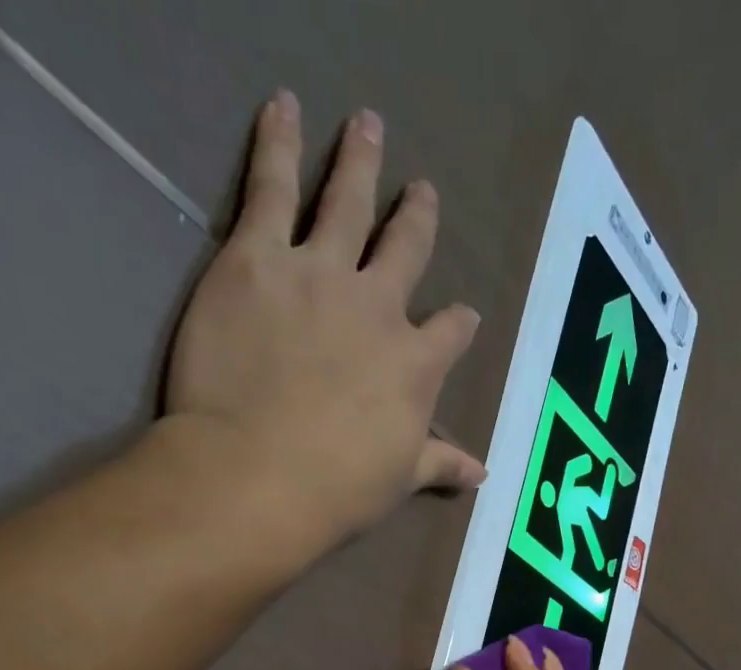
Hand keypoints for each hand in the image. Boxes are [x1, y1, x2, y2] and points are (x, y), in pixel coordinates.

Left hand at [164, 91, 485, 554]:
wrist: (259, 473)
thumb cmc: (337, 489)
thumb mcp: (399, 480)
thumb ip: (440, 464)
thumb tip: (483, 474)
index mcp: (416, 366)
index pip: (450, 332)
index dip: (458, 323)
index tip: (463, 316)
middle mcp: (379, 307)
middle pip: (406, 250)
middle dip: (417, 219)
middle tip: (423, 191)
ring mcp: (320, 275)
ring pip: (348, 203)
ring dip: (361, 163)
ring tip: (368, 126)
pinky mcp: (257, 257)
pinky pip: (273, 186)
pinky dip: (279, 143)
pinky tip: (284, 109)